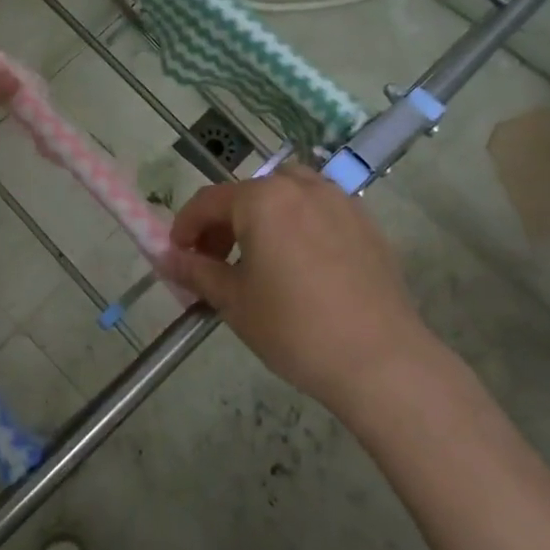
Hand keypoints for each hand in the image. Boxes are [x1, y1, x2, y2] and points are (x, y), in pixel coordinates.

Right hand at [162, 166, 437, 414]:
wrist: (381, 361)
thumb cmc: (296, 328)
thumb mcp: (235, 302)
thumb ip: (197, 272)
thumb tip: (168, 259)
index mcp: (263, 199)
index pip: (209, 201)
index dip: (186, 227)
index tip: (177, 255)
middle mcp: (301, 187)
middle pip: (249, 193)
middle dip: (224, 222)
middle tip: (215, 261)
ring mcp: (339, 201)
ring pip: (288, 193)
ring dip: (263, 215)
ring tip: (260, 256)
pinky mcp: (366, 223)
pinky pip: (320, 209)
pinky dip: (299, 223)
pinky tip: (302, 263)